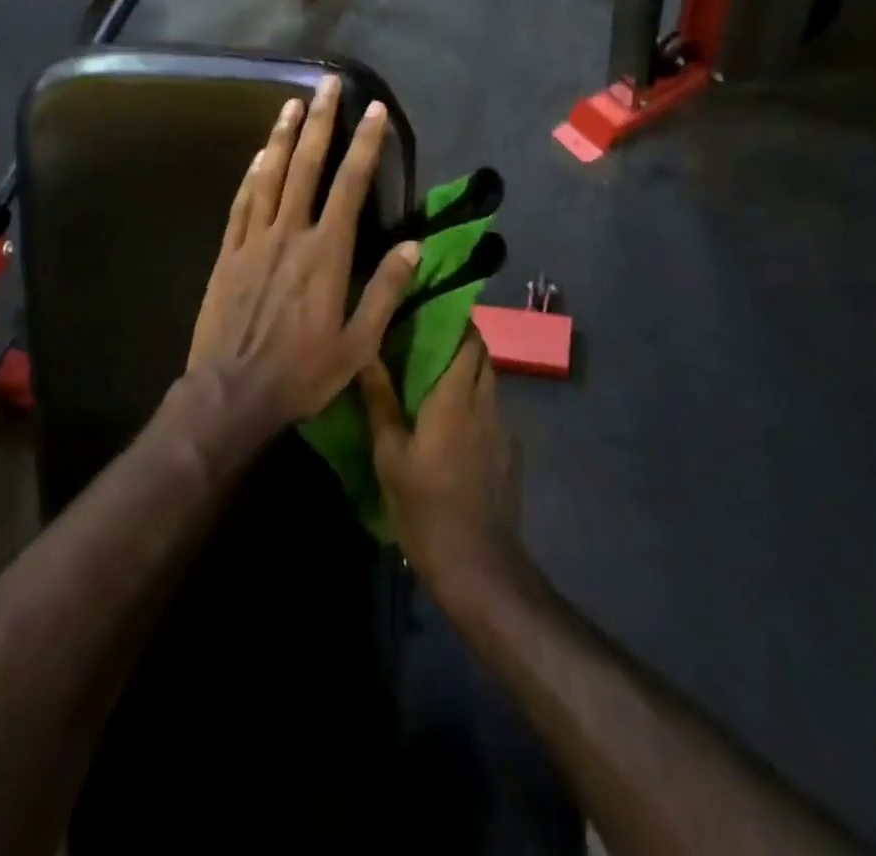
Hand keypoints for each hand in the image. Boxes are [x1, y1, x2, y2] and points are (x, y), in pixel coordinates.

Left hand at [185, 74, 419, 433]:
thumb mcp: (358, 343)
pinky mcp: (229, 253)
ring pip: (269, 176)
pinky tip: (259, 155)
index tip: (374, 110)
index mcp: (326, 253)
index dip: (365, 145)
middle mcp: (290, 234)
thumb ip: (385, 290)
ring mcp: (254, 240)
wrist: (232, 393)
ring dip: (282, 136)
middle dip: (319, 121)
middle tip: (327, 83)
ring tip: (292, 102)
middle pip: (306, 166)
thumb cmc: (302, 372)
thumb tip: (413, 245)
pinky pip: (242, 203)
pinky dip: (252, 174)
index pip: (350, 185)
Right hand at [358, 331, 523, 588]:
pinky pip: (493, 408)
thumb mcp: (390, 456)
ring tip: (433, 375)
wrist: (479, 566)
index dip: (452, 319)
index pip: (467, 339)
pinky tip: (452, 419)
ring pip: (489, 380)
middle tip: (423, 340)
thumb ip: (380, 401)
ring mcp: (503, 428)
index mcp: (455, 397)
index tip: (427, 310)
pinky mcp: (509, 451)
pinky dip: (475, 398)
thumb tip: (366, 353)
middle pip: (482, 354)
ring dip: (468, 368)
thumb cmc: (425, 508)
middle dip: (459, 339)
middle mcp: (485, 403)